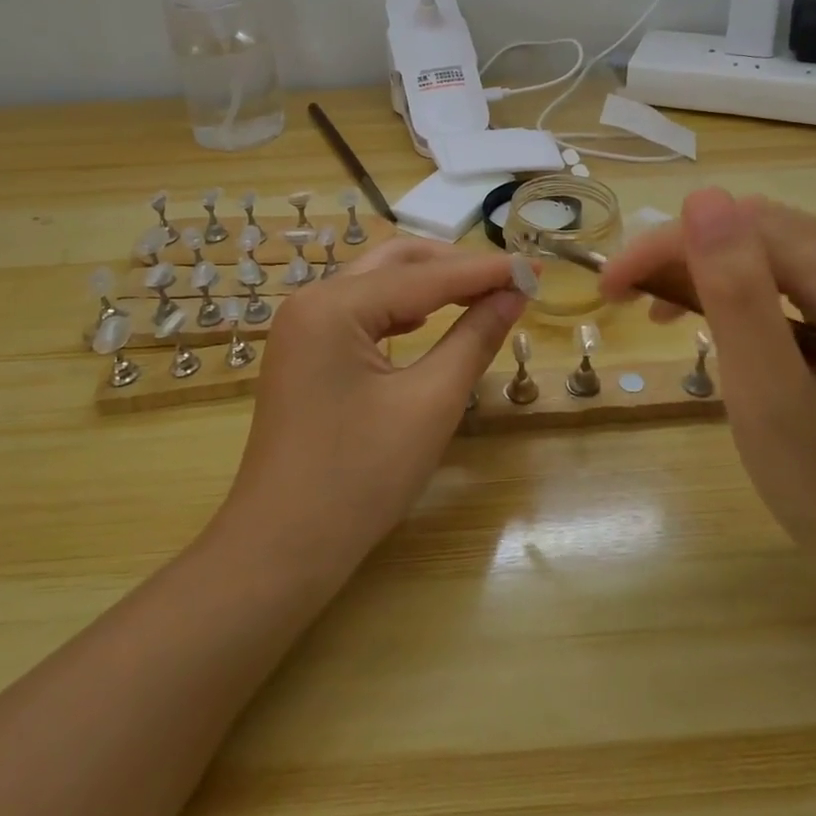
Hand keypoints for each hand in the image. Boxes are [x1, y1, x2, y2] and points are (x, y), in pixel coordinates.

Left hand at [211, 237, 526, 582]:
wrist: (280, 552)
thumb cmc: (359, 480)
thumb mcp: (429, 404)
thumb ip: (474, 338)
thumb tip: (515, 293)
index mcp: (334, 305)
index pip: (425, 276)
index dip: (486, 271)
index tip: (536, 267)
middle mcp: (311, 300)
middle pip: (396, 263)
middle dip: (455, 268)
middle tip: (510, 280)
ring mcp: (302, 326)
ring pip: (378, 283)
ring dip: (430, 285)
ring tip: (482, 295)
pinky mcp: (304, 352)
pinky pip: (361, 312)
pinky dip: (402, 309)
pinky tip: (429, 320)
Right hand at [600, 189, 815, 603]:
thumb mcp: (772, 396)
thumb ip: (736, 294)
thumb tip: (702, 196)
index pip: (747, 227)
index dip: (668, 245)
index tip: (609, 286)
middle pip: (758, 230)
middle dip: (682, 255)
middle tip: (627, 300)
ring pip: (766, 247)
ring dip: (704, 270)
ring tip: (659, 312)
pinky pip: (787, 275)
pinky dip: (736, 289)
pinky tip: (711, 319)